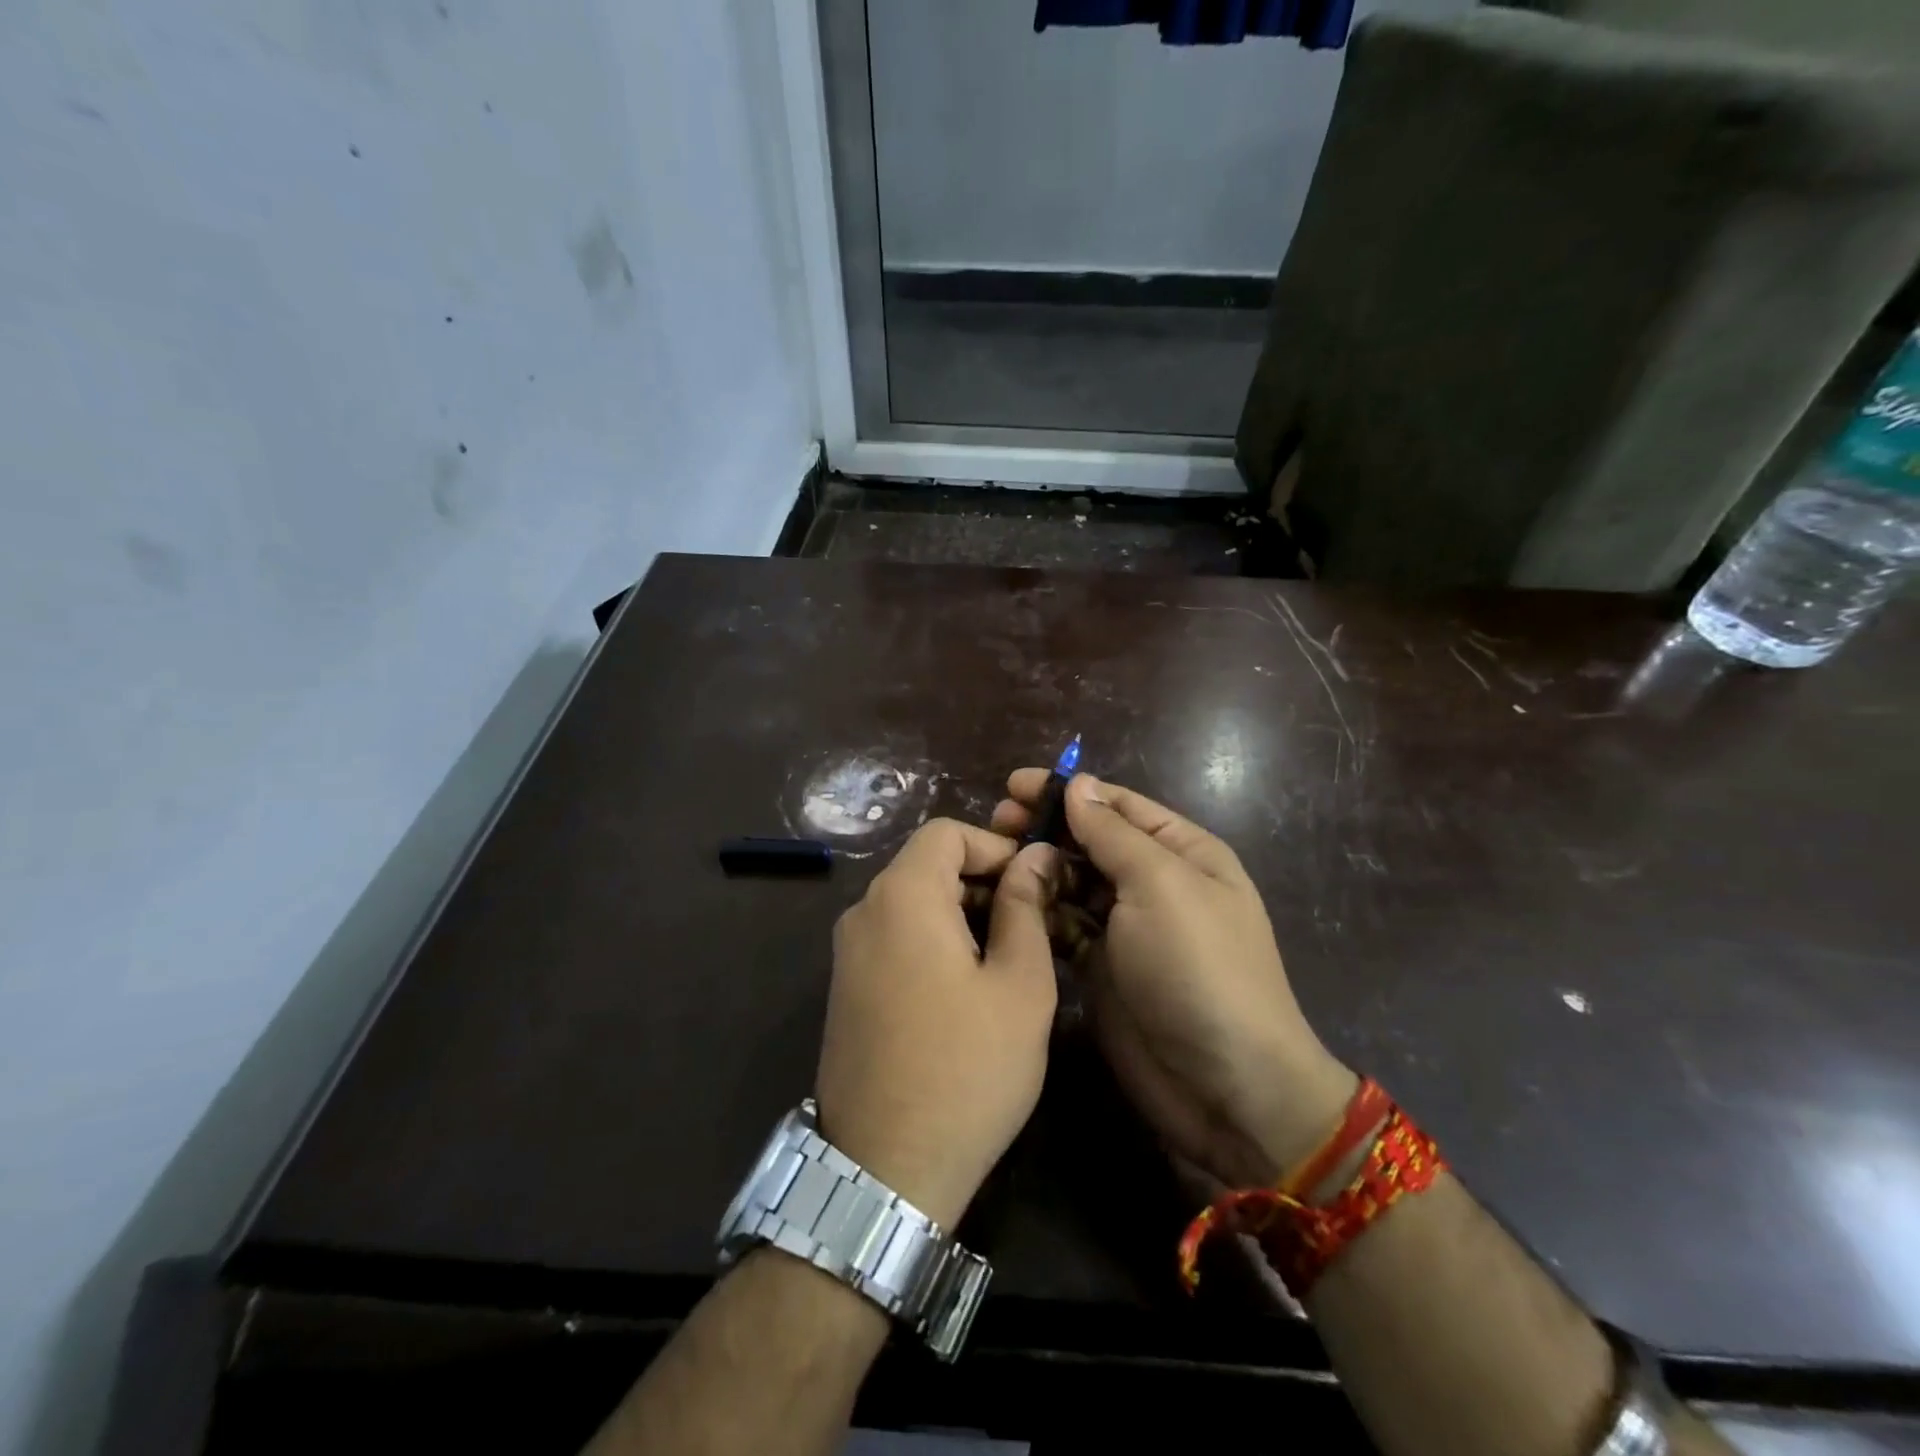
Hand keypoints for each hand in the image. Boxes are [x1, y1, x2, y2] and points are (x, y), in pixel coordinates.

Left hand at [818, 819, 1058, 1229]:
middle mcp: (864, 911)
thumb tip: (1035, 856)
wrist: (884, 1170)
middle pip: (928, 864)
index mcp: (902, 895)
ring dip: (963, 912)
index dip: (996, 845)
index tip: (1035, 882)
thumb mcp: (1018, 984)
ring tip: (1011, 957)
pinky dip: (936, 938)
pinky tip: (970, 986)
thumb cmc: (967, 1069)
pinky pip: (896, 936)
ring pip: (914, 901)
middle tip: (1035, 921)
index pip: (947, 832)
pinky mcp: (846, 985)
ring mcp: (848, 950)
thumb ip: (1025, 906)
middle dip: (984, 880)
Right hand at [993, 772, 1354, 1189]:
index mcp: (1181, 852)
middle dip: (1046, 827)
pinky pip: (1063, 925)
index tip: (1014, 784)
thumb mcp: (1160, 886)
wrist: (1226, 1087)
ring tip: (991, 858)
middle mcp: (1154, 883)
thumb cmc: (1198, 968)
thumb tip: (1079, 784)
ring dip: (1036, 867)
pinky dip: (1036, 911)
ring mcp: (1126, 928)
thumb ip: (1113, 834)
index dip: (1069, 790)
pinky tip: (1002, 902)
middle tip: (994, 820)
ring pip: (1072, 882)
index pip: (1118, 805)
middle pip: (1091, 841)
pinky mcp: (1101, 967)